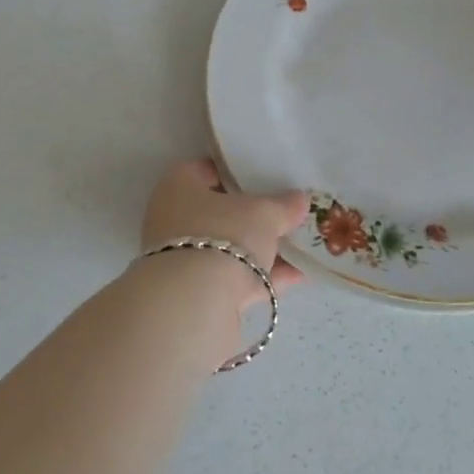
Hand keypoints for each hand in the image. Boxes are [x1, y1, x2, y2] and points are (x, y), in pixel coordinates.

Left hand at [140, 159, 309, 305]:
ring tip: (298, 247)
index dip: (236, 171)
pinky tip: (295, 277)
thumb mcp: (263, 213)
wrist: (195, 303)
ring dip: (261, 250)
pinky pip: (233, 278)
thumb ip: (283, 205)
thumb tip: (300, 199)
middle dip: (252, 216)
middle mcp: (173, 220)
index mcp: (178, 187)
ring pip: (227, 248)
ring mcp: (182, 259)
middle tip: (284, 213)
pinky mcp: (195, 293)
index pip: (206, 170)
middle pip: (218, 213)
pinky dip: (261, 277)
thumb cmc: (224, 235)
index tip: (264, 176)